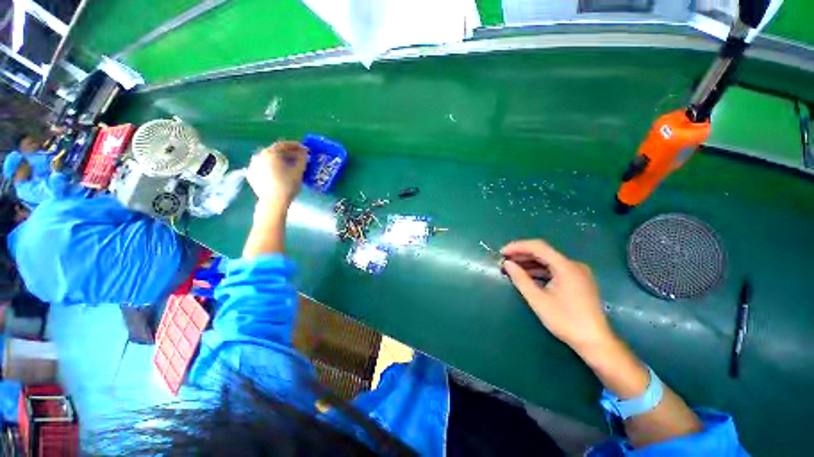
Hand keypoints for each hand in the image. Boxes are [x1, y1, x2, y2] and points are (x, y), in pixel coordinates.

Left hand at [246, 142, 307, 207]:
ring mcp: (253, 165)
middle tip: (297, 158)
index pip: (284, 145)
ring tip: (288, 166)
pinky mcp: (251, 174)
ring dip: (278, 160)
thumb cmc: (288, 185)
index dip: (295, 146)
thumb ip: (302, 158)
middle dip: (287, 153)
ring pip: (268, 159)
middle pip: (275, 151)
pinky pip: (263, 167)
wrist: (273, 202)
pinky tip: (278, 173)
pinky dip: (271, 167)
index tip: (304, 149)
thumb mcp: (299, 171)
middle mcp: (259, 156)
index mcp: (270, 153)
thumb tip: (304, 152)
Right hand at [501, 239, 614, 354]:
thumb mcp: (538, 299)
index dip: (517, 247)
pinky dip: (539, 271)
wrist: (594, 341)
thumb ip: (520, 279)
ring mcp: (577, 273)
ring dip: (529, 263)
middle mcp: (573, 265)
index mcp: (566, 266)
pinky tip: (527, 276)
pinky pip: (555, 270)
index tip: (502, 252)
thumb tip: (507, 264)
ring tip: (512, 268)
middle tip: (504, 260)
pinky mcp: (578, 281)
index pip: (538, 247)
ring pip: (548, 261)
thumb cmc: (565, 320)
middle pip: (543, 253)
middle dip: (522, 255)